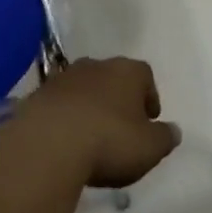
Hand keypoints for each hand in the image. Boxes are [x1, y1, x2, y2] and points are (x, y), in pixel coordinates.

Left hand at [15, 57, 180, 188]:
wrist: (47, 145)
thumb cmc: (109, 141)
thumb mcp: (149, 147)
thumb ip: (165, 137)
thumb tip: (174, 131)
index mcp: (128, 71)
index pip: (145, 75)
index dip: (149, 96)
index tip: (149, 119)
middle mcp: (97, 65)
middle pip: (113, 78)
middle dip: (118, 99)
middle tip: (121, 127)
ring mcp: (64, 78)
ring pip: (84, 89)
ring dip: (89, 107)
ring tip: (91, 136)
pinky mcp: (37, 95)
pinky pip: (59, 104)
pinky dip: (65, 118)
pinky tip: (66, 141)